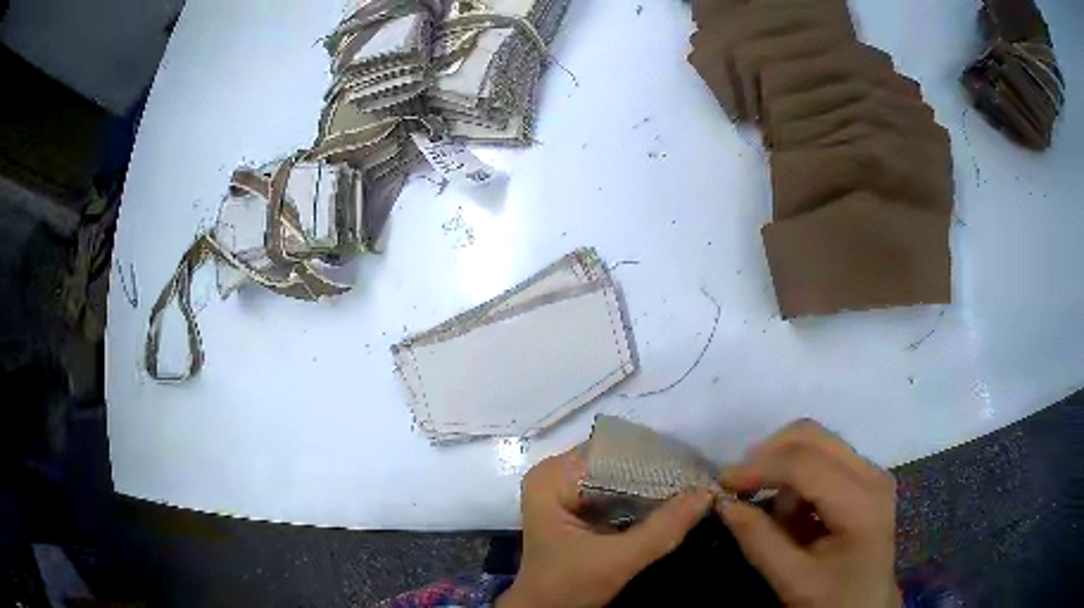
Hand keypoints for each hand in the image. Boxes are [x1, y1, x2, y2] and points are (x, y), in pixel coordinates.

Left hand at [497, 448, 713, 607]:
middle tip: (700, 478)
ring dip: (653, 483)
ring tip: (693, 485)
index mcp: (552, 478)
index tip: (695, 468)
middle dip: (657, 471)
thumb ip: (662, 529)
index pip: (611, 452)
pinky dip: (643, 496)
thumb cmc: (568, 586)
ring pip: (619, 474)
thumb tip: (707, 492)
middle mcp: (557, 474)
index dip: (654, 459)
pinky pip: (616, 489)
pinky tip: (672, 500)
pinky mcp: (578, 504)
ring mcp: (566, 488)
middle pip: (616, 461)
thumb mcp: (617, 560)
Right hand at [719, 420, 900, 607]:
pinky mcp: (864, 478)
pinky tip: (792, 512)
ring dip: (783, 468)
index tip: (722, 484)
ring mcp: (870, 472)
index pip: (805, 463)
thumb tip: (723, 504)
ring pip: (816, 443)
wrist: (868, 606)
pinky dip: (796, 477)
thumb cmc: (834, 599)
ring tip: (771, 513)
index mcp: (860, 502)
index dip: (760, 467)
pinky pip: (823, 459)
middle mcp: (871, 473)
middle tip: (738, 486)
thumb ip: (759, 541)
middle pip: (813, 437)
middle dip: (769, 455)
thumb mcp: (793, 580)